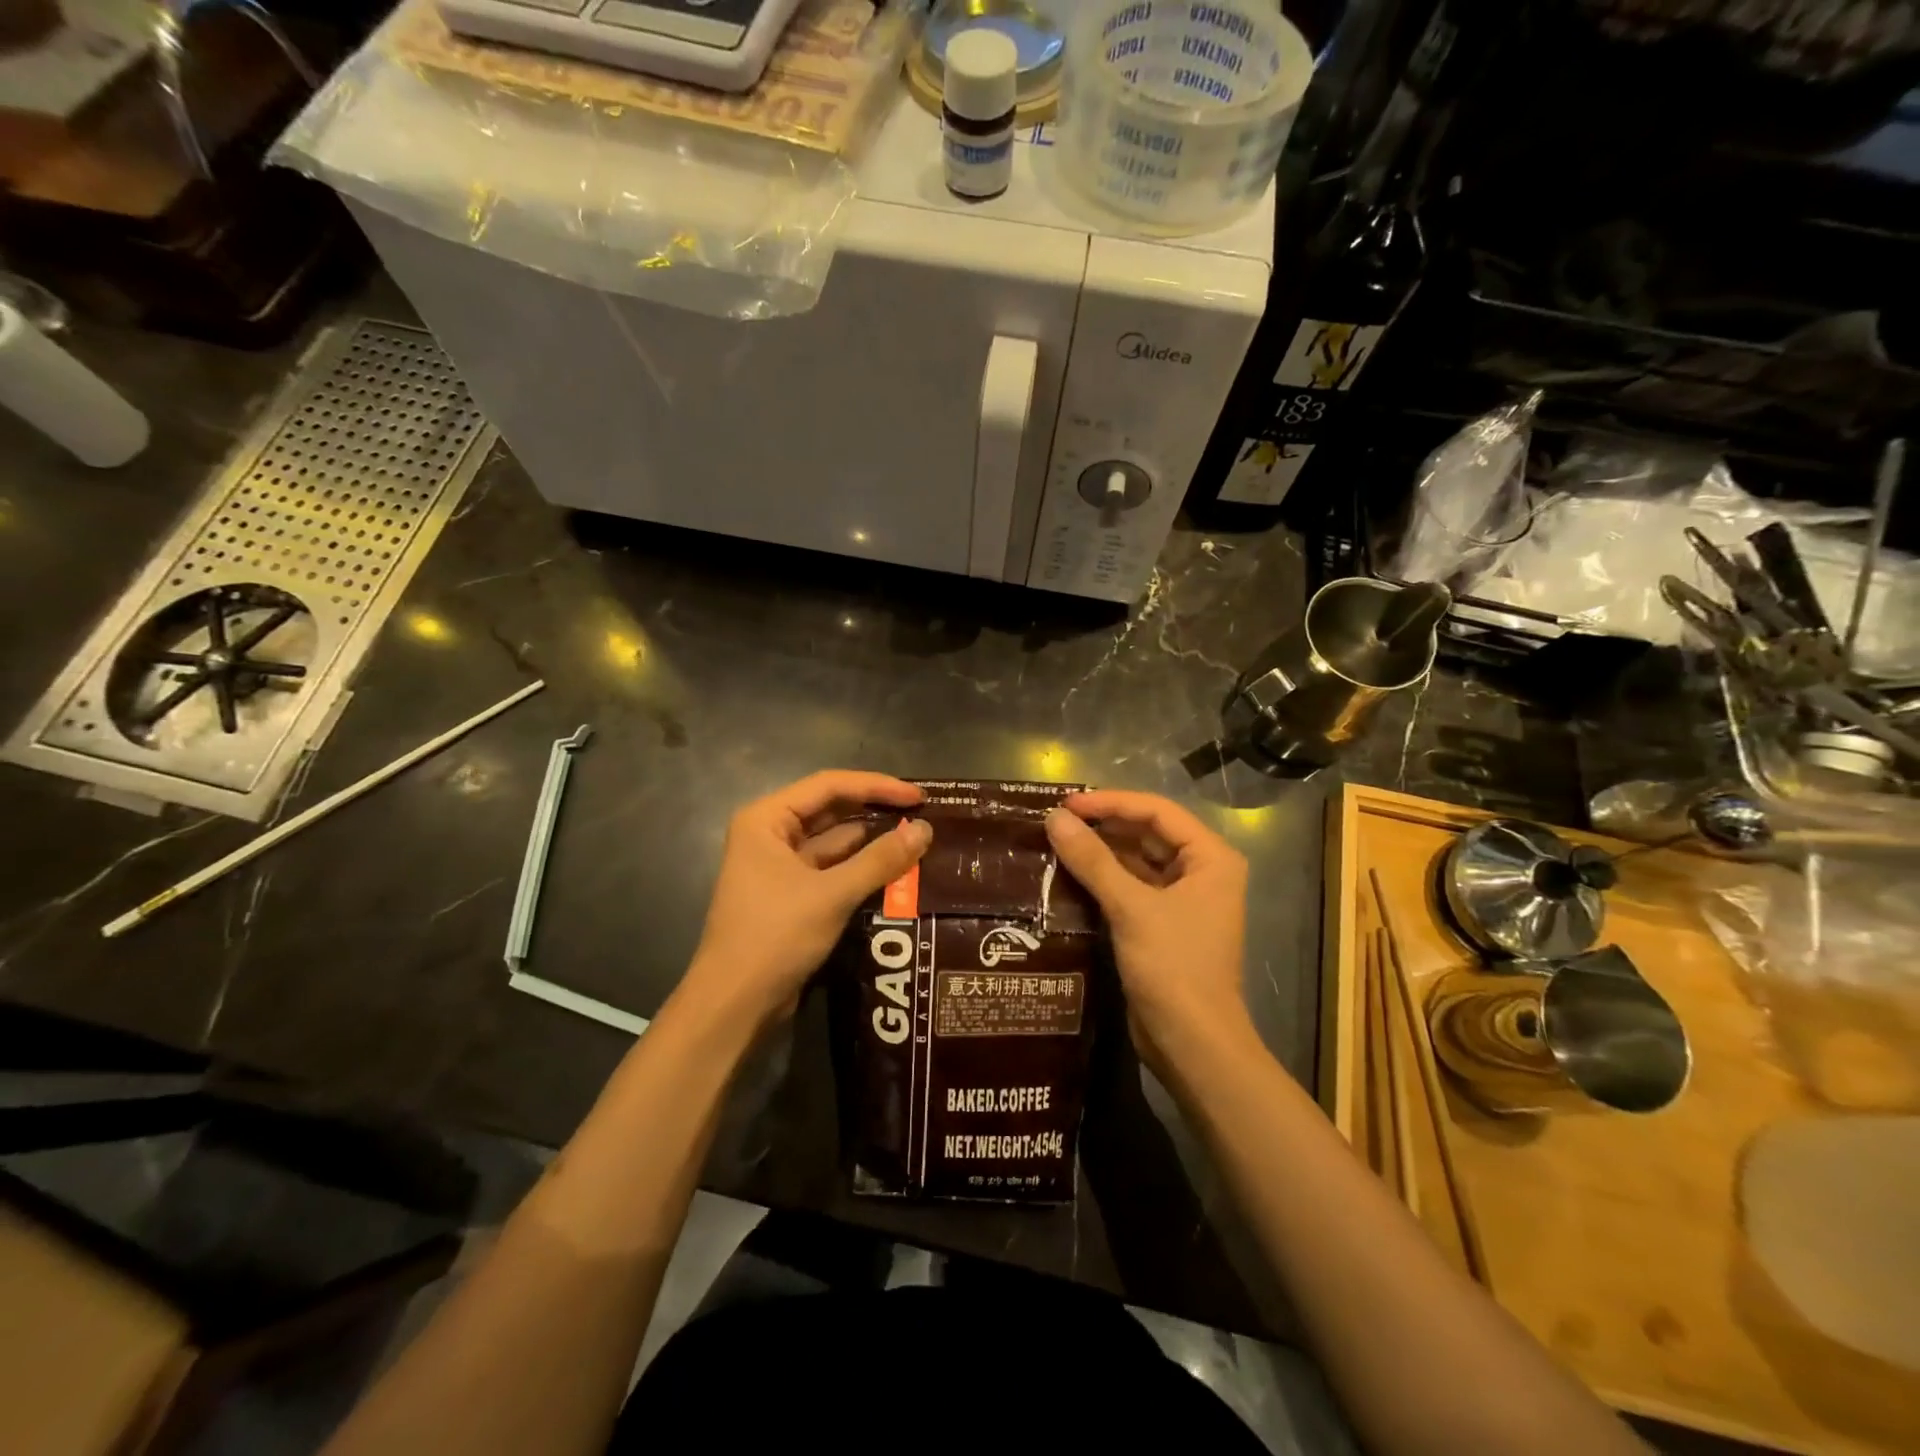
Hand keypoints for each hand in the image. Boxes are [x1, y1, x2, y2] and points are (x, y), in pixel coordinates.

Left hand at [683, 771, 930, 1028]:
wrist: (734, 1004)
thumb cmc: (775, 936)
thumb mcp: (832, 894)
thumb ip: (880, 860)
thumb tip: (926, 830)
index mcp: (767, 820)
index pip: (829, 786)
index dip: (877, 786)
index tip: (919, 797)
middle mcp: (770, 835)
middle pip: (832, 811)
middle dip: (876, 813)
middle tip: (925, 815)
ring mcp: (780, 866)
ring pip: (835, 843)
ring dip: (873, 843)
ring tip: (919, 841)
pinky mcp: (792, 895)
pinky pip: (833, 870)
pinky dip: (862, 869)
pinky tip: (897, 871)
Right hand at [1045, 790, 1251, 1069]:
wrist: (1193, 1044)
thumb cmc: (1173, 967)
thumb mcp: (1131, 908)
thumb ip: (1092, 860)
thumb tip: (1054, 818)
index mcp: (1211, 858)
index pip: (1157, 811)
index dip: (1111, 802)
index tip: (1067, 804)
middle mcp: (1202, 872)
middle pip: (1148, 832)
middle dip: (1105, 825)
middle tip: (1057, 821)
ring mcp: (1183, 900)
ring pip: (1137, 860)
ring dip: (1101, 852)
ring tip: (1057, 842)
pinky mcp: (1163, 924)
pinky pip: (1131, 887)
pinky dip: (1104, 879)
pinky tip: (1070, 874)